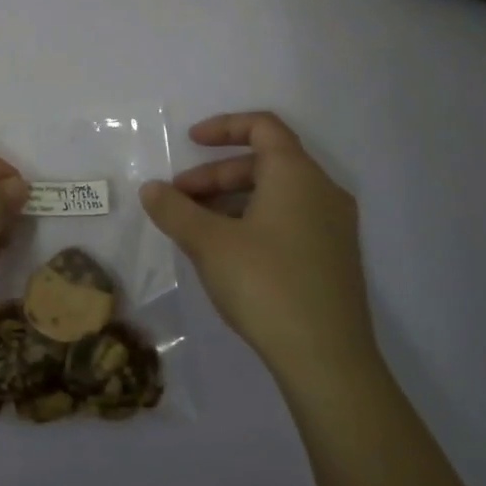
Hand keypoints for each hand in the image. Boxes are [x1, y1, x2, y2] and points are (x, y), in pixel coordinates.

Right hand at [140, 112, 373, 375]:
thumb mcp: (208, 243)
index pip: (263, 126)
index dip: (223, 127)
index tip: (188, 143)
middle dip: (215, 175)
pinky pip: (289, 220)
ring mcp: (334, 226)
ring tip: (196, 230)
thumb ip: (175, 210)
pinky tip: (228, 254)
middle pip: (264, 163)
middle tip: (179, 200)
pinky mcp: (334, 257)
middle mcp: (322, 191)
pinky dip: (254, 221)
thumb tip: (151, 189)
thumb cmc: (265, 284)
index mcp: (297, 174)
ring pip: (275, 195)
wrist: (327, 359)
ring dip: (231, 201)